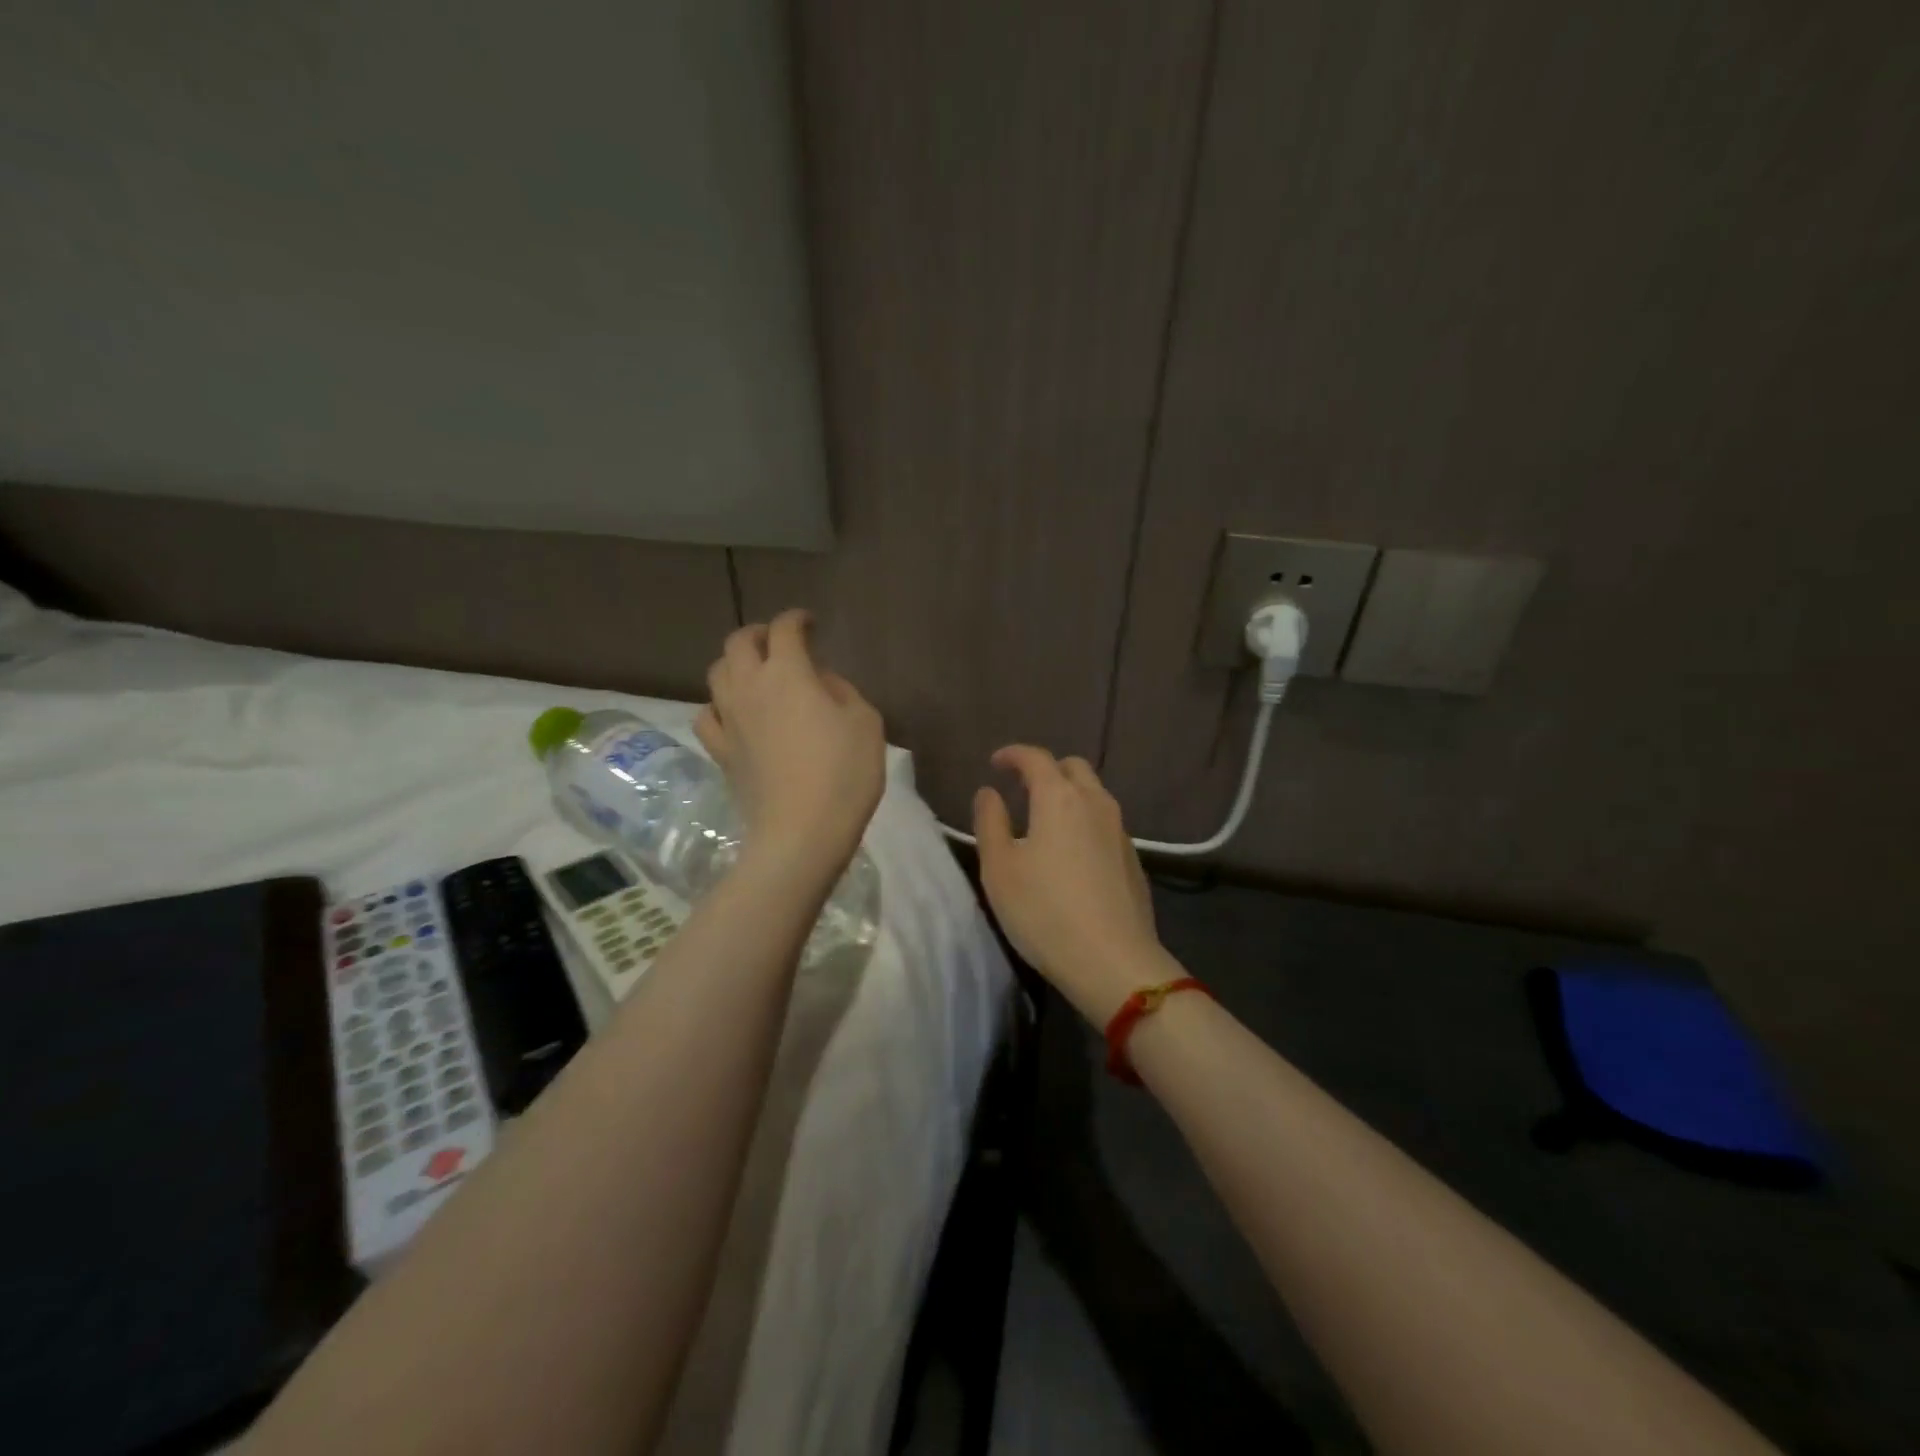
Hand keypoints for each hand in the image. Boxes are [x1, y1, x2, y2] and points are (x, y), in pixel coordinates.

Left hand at [695, 610, 884, 868]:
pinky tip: (733, 714)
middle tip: (779, 642)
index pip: (784, 629)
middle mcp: (750, 686)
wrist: (801, 833)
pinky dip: (719, 705)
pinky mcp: (720, 751)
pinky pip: (707, 715)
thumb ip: (842, 691)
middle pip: (739, 643)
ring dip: (735, 664)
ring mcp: (728, 719)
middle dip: (759, 634)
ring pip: (717, 673)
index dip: (797, 619)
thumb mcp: (865, 723)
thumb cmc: (843, 774)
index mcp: (788, 673)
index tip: (810, 624)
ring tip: (755, 673)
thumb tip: (821, 682)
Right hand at [973, 747, 1167, 1022]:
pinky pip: (1105, 823)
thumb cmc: (1044, 911)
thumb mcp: (1000, 868)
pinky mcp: (1133, 859)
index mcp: (1060, 798)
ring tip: (1046, 820)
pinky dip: (1085, 822)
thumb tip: (989, 792)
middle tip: (1023, 787)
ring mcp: (1120, 831)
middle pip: (1073, 768)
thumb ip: (990, 822)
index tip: (996, 762)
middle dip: (1046, 769)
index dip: (1013, 754)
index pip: (1036, 758)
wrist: (1113, 961)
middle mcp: (1096, 803)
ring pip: (1094, 795)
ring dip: (1069, 795)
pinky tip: (1072, 853)